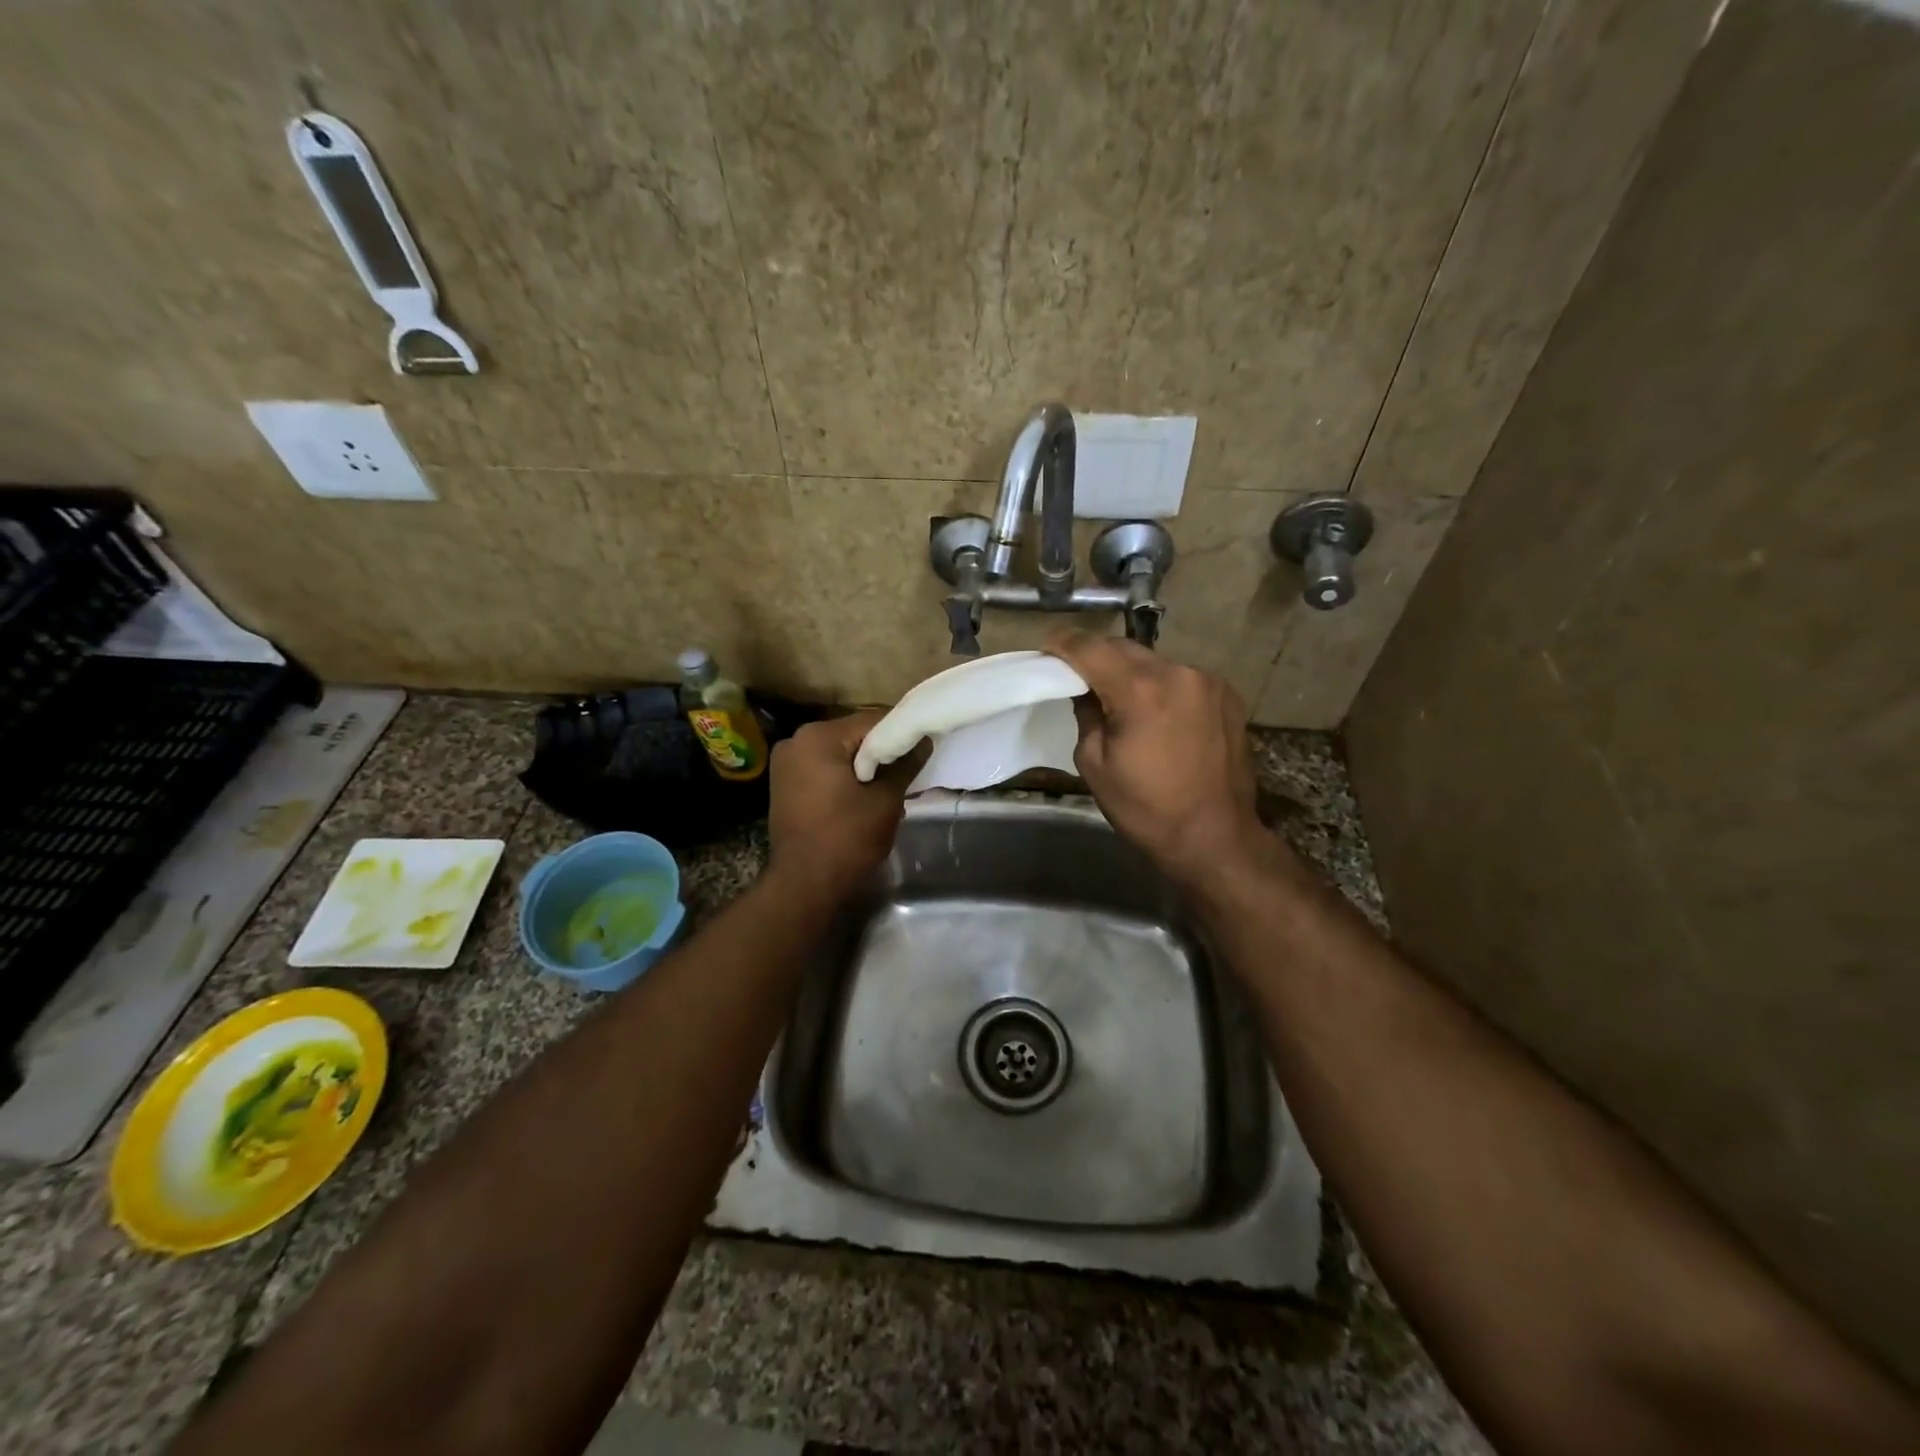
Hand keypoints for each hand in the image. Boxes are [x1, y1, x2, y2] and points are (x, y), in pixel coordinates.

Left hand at [767, 711, 920, 898]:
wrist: (804, 885)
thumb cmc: (847, 839)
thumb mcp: (885, 800)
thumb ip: (905, 764)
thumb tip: (923, 740)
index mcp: (819, 737)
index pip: (872, 719)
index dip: (902, 732)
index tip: (924, 747)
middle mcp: (796, 740)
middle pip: (853, 734)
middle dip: (882, 750)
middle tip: (909, 770)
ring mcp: (786, 762)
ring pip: (838, 752)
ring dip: (864, 764)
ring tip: (889, 786)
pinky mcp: (784, 783)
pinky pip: (823, 767)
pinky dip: (844, 775)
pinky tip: (862, 795)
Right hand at [1045, 631, 1270, 887]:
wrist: (1215, 838)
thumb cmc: (1146, 809)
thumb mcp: (1094, 765)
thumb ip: (1086, 715)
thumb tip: (1085, 691)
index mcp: (1140, 691)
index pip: (1091, 648)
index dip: (1064, 642)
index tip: (1047, 646)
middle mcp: (1178, 673)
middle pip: (1124, 648)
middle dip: (1097, 656)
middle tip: (1077, 674)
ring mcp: (1208, 681)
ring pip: (1155, 661)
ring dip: (1131, 671)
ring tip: (1119, 696)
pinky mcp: (1228, 695)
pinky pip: (1181, 677)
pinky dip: (1161, 685)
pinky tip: (1156, 711)